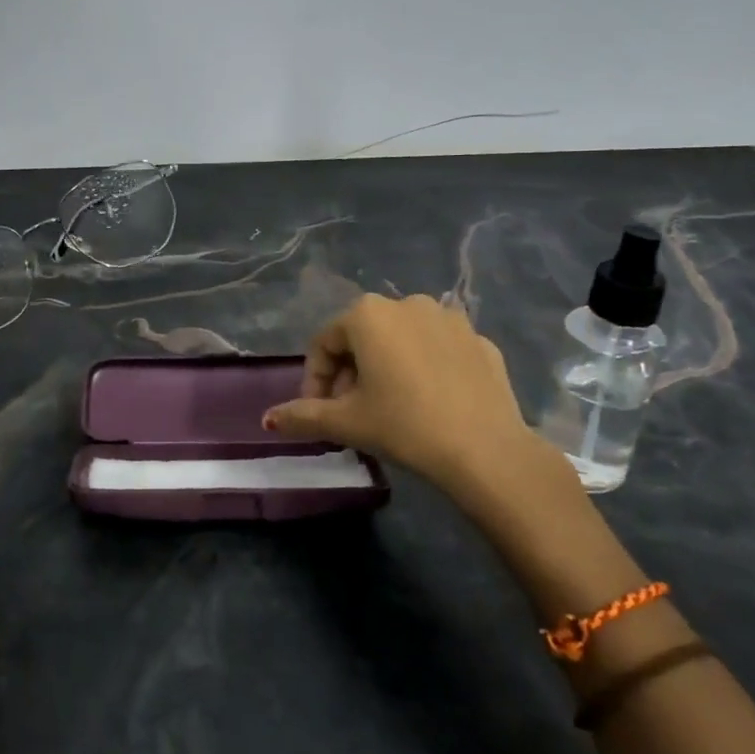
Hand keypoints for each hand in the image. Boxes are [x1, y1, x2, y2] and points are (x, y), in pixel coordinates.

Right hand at [262, 294, 578, 527]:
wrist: (486, 451)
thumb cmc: (404, 426)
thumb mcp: (346, 423)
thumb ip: (302, 415)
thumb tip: (267, 419)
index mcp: (368, 314)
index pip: (324, 343)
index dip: (315, 378)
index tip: (319, 412)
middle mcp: (407, 302)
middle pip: (363, 337)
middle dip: (350, 372)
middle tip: (352, 411)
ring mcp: (449, 318)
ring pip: (402, 339)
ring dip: (387, 366)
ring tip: (391, 406)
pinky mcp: (480, 340)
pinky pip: (439, 349)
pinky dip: (426, 368)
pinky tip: (431, 402)